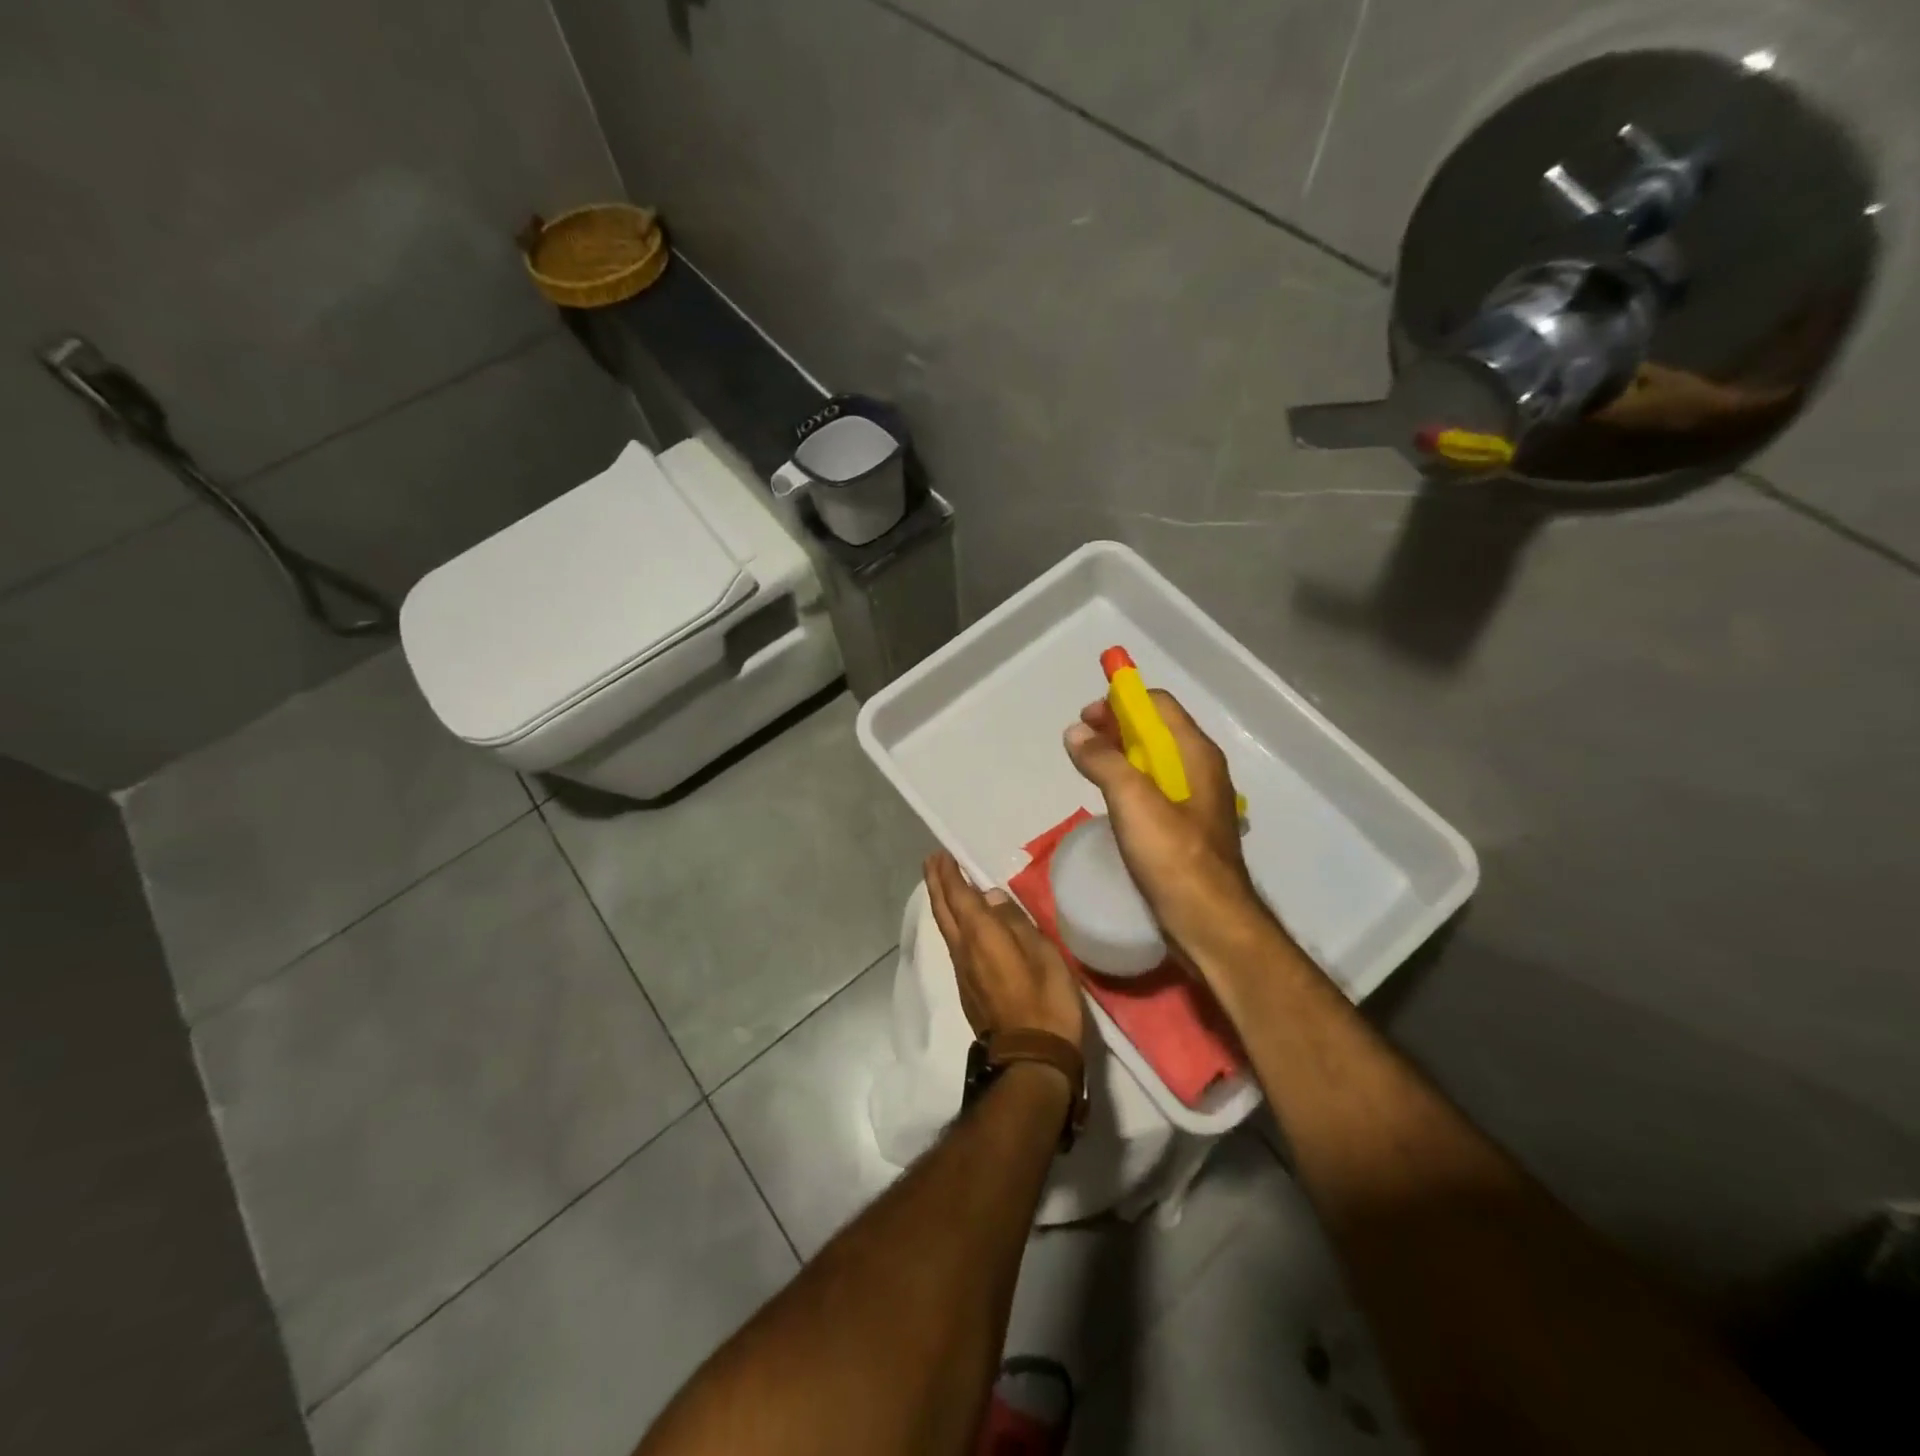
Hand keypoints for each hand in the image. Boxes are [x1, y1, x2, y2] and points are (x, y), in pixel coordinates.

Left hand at [923, 852, 1083, 1052]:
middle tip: (932, 862)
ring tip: (943, 885)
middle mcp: (964, 950)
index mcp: (982, 935)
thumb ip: (1015, 922)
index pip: (959, 896)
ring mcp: (963, 972)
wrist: (1032, 1058)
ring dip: (942, 903)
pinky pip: (954, 945)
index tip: (942, 855)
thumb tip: (991, 897)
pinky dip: (951, 924)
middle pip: (944, 911)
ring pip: (945, 928)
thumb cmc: (1045, 1000)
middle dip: (937, 884)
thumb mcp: (1043, 953)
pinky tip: (960, 924)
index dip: (949, 875)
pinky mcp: (968, 989)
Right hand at [1063, 690, 1270, 968]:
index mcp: (1196, 754)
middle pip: (1155, 731)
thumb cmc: (1174, 857)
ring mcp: (1195, 802)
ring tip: (1088, 768)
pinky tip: (1110, 803)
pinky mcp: (1185, 830)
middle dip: (1116, 728)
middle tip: (1080, 742)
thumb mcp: (1133, 802)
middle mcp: (1200, 770)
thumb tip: (1076, 731)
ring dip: (1120, 757)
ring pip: (1154, 763)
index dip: (1121, 702)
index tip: (1086, 718)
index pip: (1158, 704)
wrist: (1210, 924)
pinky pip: (1154, 792)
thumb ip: (1104, 761)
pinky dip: (1129, 785)